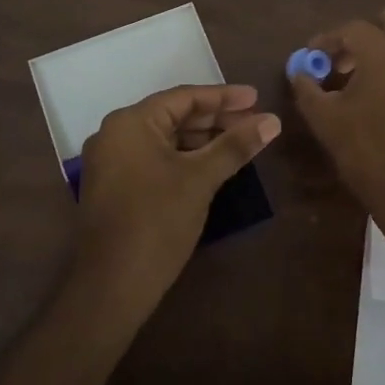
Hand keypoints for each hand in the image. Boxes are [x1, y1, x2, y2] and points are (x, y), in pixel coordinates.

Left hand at [76, 84, 280, 303]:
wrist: (112, 286)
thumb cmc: (157, 222)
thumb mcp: (201, 179)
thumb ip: (235, 145)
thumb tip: (273, 120)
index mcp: (130, 122)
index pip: (184, 97)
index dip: (224, 97)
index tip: (257, 98)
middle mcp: (115, 134)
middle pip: (174, 116)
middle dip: (216, 119)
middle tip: (254, 122)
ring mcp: (111, 162)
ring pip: (165, 139)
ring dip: (202, 139)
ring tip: (240, 142)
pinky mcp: (115, 186)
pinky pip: (155, 158)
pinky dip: (184, 157)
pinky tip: (212, 165)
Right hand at [288, 10, 384, 238]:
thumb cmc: (369, 153)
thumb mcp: (326, 121)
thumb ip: (307, 89)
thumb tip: (300, 72)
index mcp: (382, 50)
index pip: (351, 28)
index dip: (328, 40)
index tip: (314, 56)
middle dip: (364, 36)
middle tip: (345, 64)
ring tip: (378, 69)